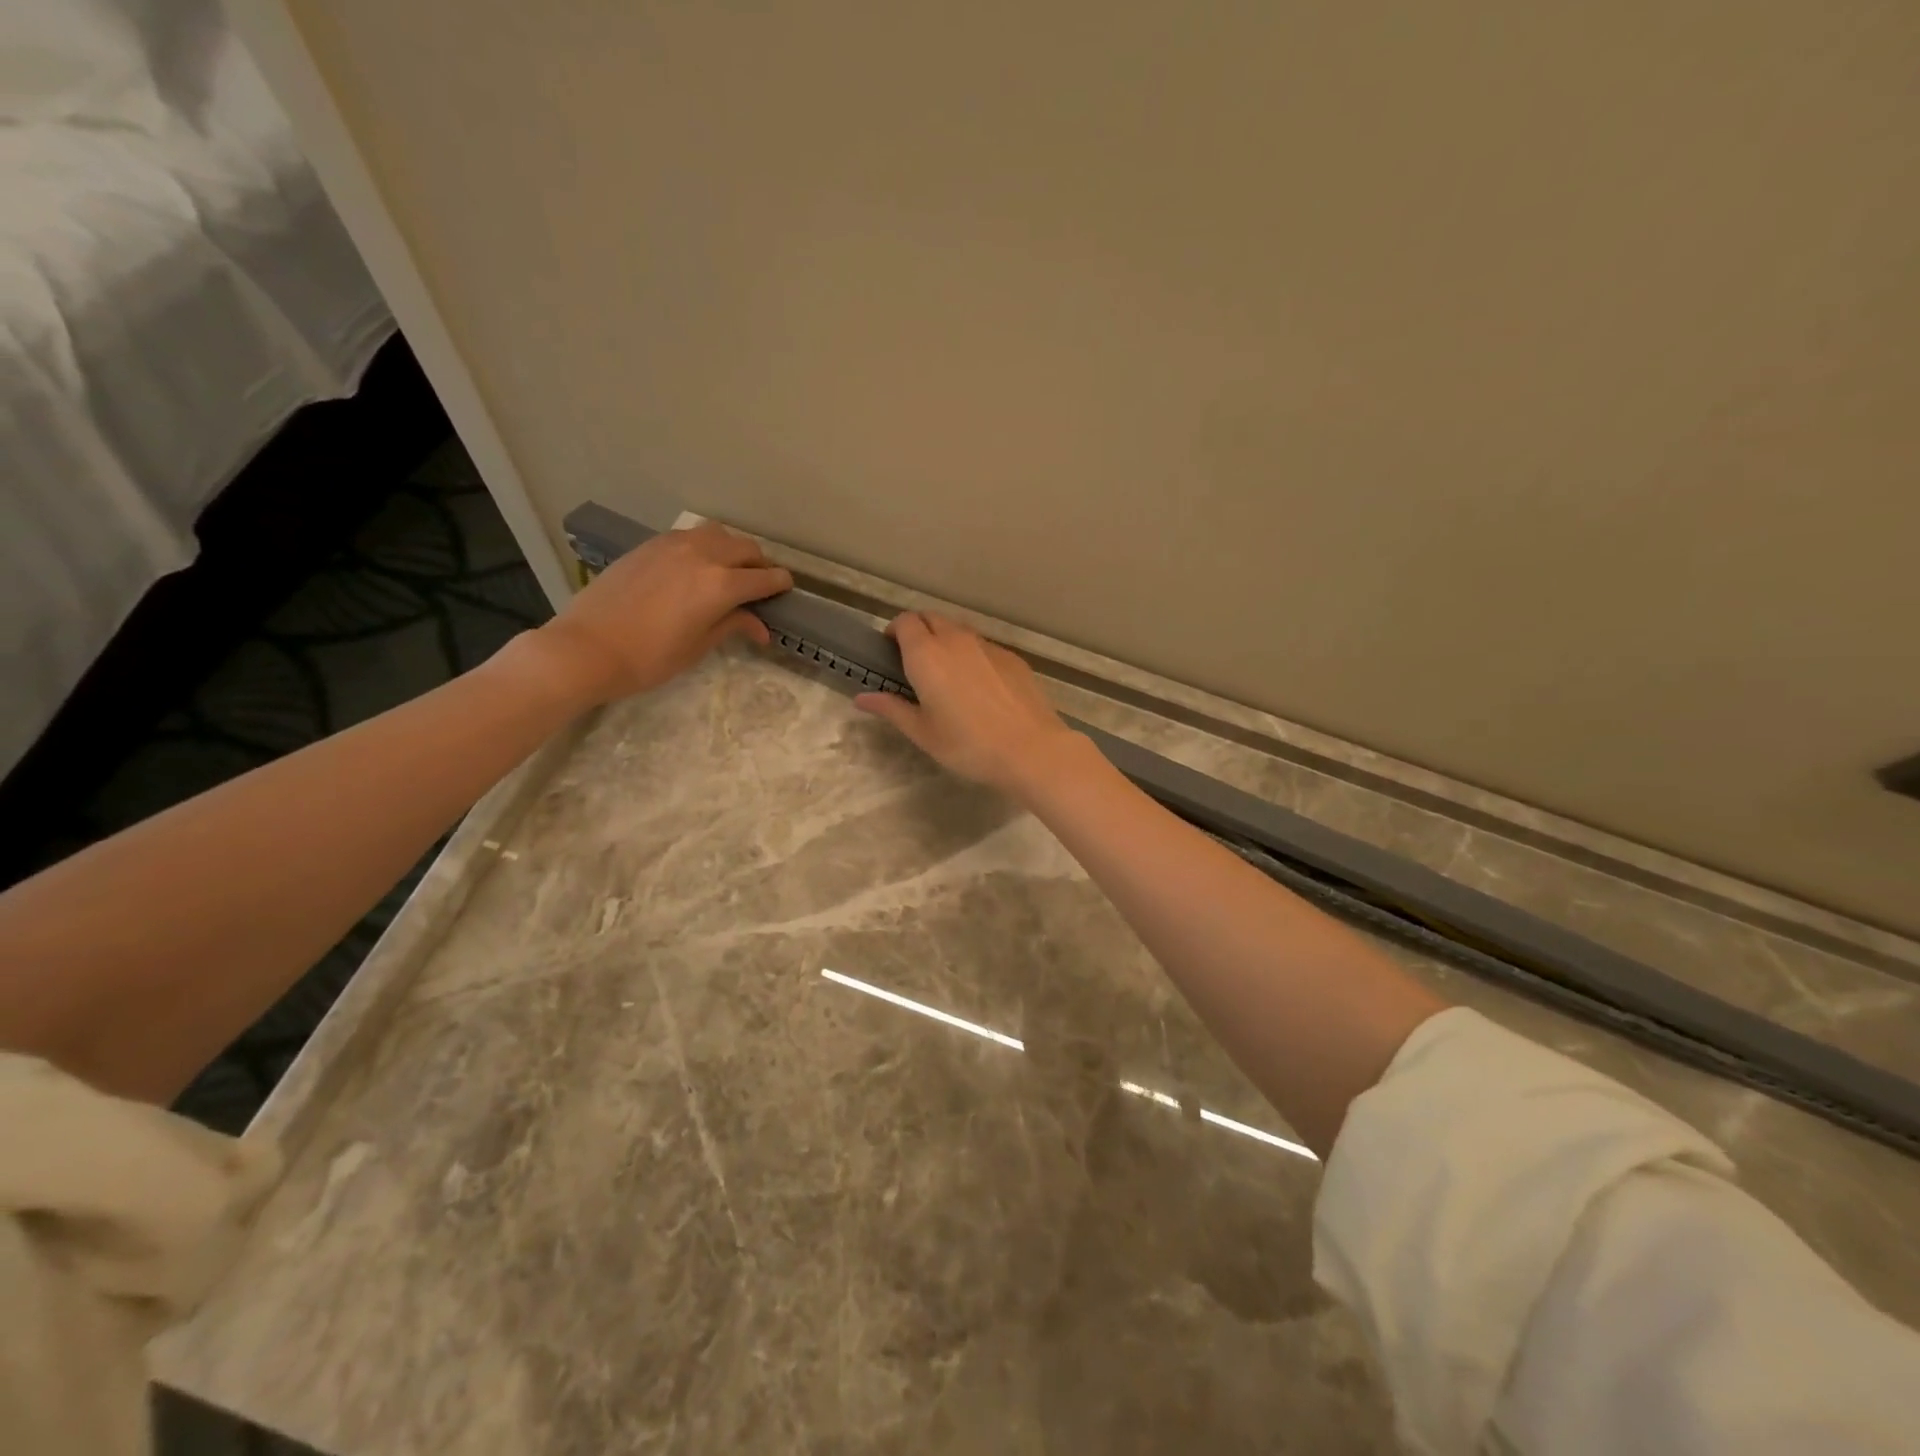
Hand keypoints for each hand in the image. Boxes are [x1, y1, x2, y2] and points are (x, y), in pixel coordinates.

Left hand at [530, 523, 792, 705]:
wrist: (587, 647)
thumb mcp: (698, 646)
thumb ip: (732, 626)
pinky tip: (696, 566)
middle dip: (760, 565)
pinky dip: (705, 546)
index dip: (780, 584)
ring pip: (718, 534)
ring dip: (733, 549)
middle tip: (759, 584)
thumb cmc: (650, 658)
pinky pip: (690, 536)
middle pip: (746, 549)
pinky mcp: (651, 545)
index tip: (786, 590)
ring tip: (729, 569)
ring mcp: (674, 545)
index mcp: (722, 585)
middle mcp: (704, 555)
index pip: (765, 578)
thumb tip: (760, 627)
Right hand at [854, 612, 1086, 797]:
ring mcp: (988, 645)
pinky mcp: (1012, 657)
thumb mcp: (923, 732)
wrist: (1030, 749)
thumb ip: (891, 708)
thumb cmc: (968, 745)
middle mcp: (956, 640)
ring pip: (959, 630)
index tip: (891, 652)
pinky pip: (983, 646)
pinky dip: (973, 655)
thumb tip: (862, 698)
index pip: (905, 622)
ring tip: (947, 675)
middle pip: (931, 618)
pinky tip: (980, 687)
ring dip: (946, 641)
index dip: (895, 631)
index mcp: (927, 654)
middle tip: (915, 664)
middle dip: (919, 631)